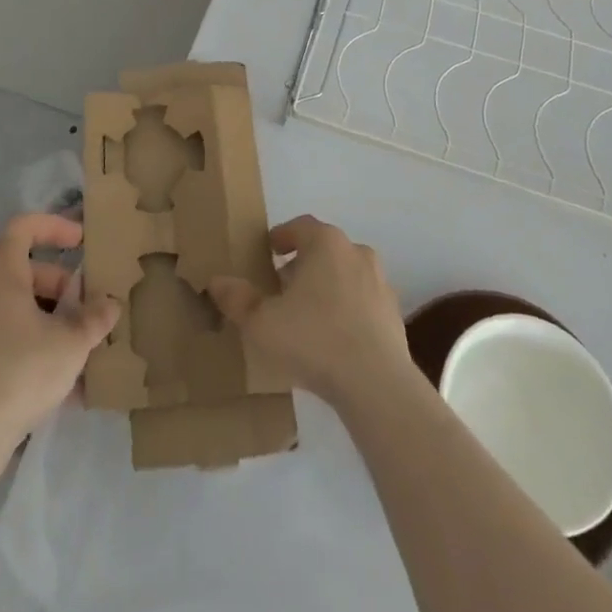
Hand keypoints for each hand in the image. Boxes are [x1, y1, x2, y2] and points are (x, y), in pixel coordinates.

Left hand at [0, 214, 118, 458]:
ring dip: (44, 320)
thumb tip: (109, 304)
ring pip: (9, 308)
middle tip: (85, 311)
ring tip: (74, 352)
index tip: (81, 241)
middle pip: (20, 272)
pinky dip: (24, 346)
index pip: (23, 228)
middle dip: (58, 286)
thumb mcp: (71, 343)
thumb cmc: (20, 371)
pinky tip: (51, 384)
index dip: (54, 227)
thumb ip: (94, 318)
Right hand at [208, 215, 414, 410]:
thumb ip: (237, 300)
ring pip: (346, 275)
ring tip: (306, 315)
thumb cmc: (313, 340)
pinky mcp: (394, 315)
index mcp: (326, 243)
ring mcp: (380, 283)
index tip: (268, 251)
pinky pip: (363, 303)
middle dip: (302, 264)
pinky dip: (347, 311)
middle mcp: (357, 253)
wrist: (376, 384)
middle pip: (324, 249)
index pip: (300, 226)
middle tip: (281, 287)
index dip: (282, 236)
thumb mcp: (261, 323)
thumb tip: (216, 281)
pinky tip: (333, 339)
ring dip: (326, 287)